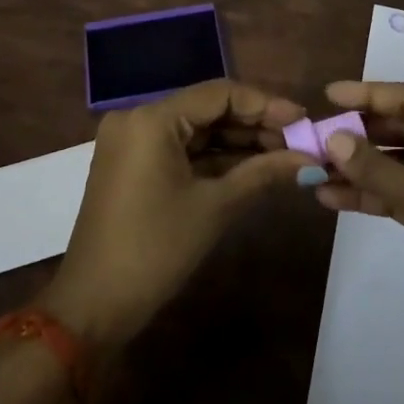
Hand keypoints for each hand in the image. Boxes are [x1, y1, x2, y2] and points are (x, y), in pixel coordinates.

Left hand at [41, 80, 321, 345]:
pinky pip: (181, 148)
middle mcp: (138, 118)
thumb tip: (310, 160)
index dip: (266, 105)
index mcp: (152, 119)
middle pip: (208, 108)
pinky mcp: (132, 164)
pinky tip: (252, 165)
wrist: (92, 308)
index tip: (303, 120)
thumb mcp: (214, 208)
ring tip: (283, 154)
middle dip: (254, 124)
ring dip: (238, 141)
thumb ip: (263, 173)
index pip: (220, 94)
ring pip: (196, 129)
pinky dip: (214, 157)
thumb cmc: (154, 250)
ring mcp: (132, 141)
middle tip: (298, 141)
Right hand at [315, 80, 403, 371]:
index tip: (330, 96)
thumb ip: (379, 169)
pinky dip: (371, 196)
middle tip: (318, 136)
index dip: (370, 94)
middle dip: (361, 133)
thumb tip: (334, 138)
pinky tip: (334, 199)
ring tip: (316, 170)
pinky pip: (400, 196)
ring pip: (398, 165)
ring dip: (361, 167)